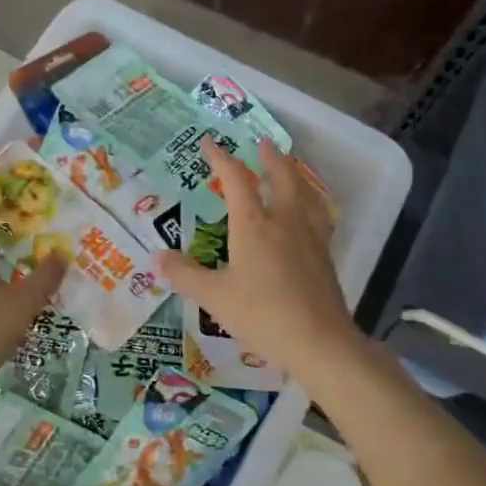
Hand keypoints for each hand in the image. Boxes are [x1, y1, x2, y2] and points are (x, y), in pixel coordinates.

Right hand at [157, 138, 363, 384]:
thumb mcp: (215, 298)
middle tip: (263, 145)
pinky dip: (311, 204)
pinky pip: (319, 217)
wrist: (319, 341)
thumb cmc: (261, 315)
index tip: (209, 143)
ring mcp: (310, 238)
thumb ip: (186, 276)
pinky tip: (310, 215)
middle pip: (282, 177)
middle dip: (271, 158)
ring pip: (306, 194)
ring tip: (290, 171)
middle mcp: (285, 222)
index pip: (236, 180)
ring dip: (296, 176)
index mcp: (254, 225)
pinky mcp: (325, 256)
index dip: (221, 158)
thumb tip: (159, 258)